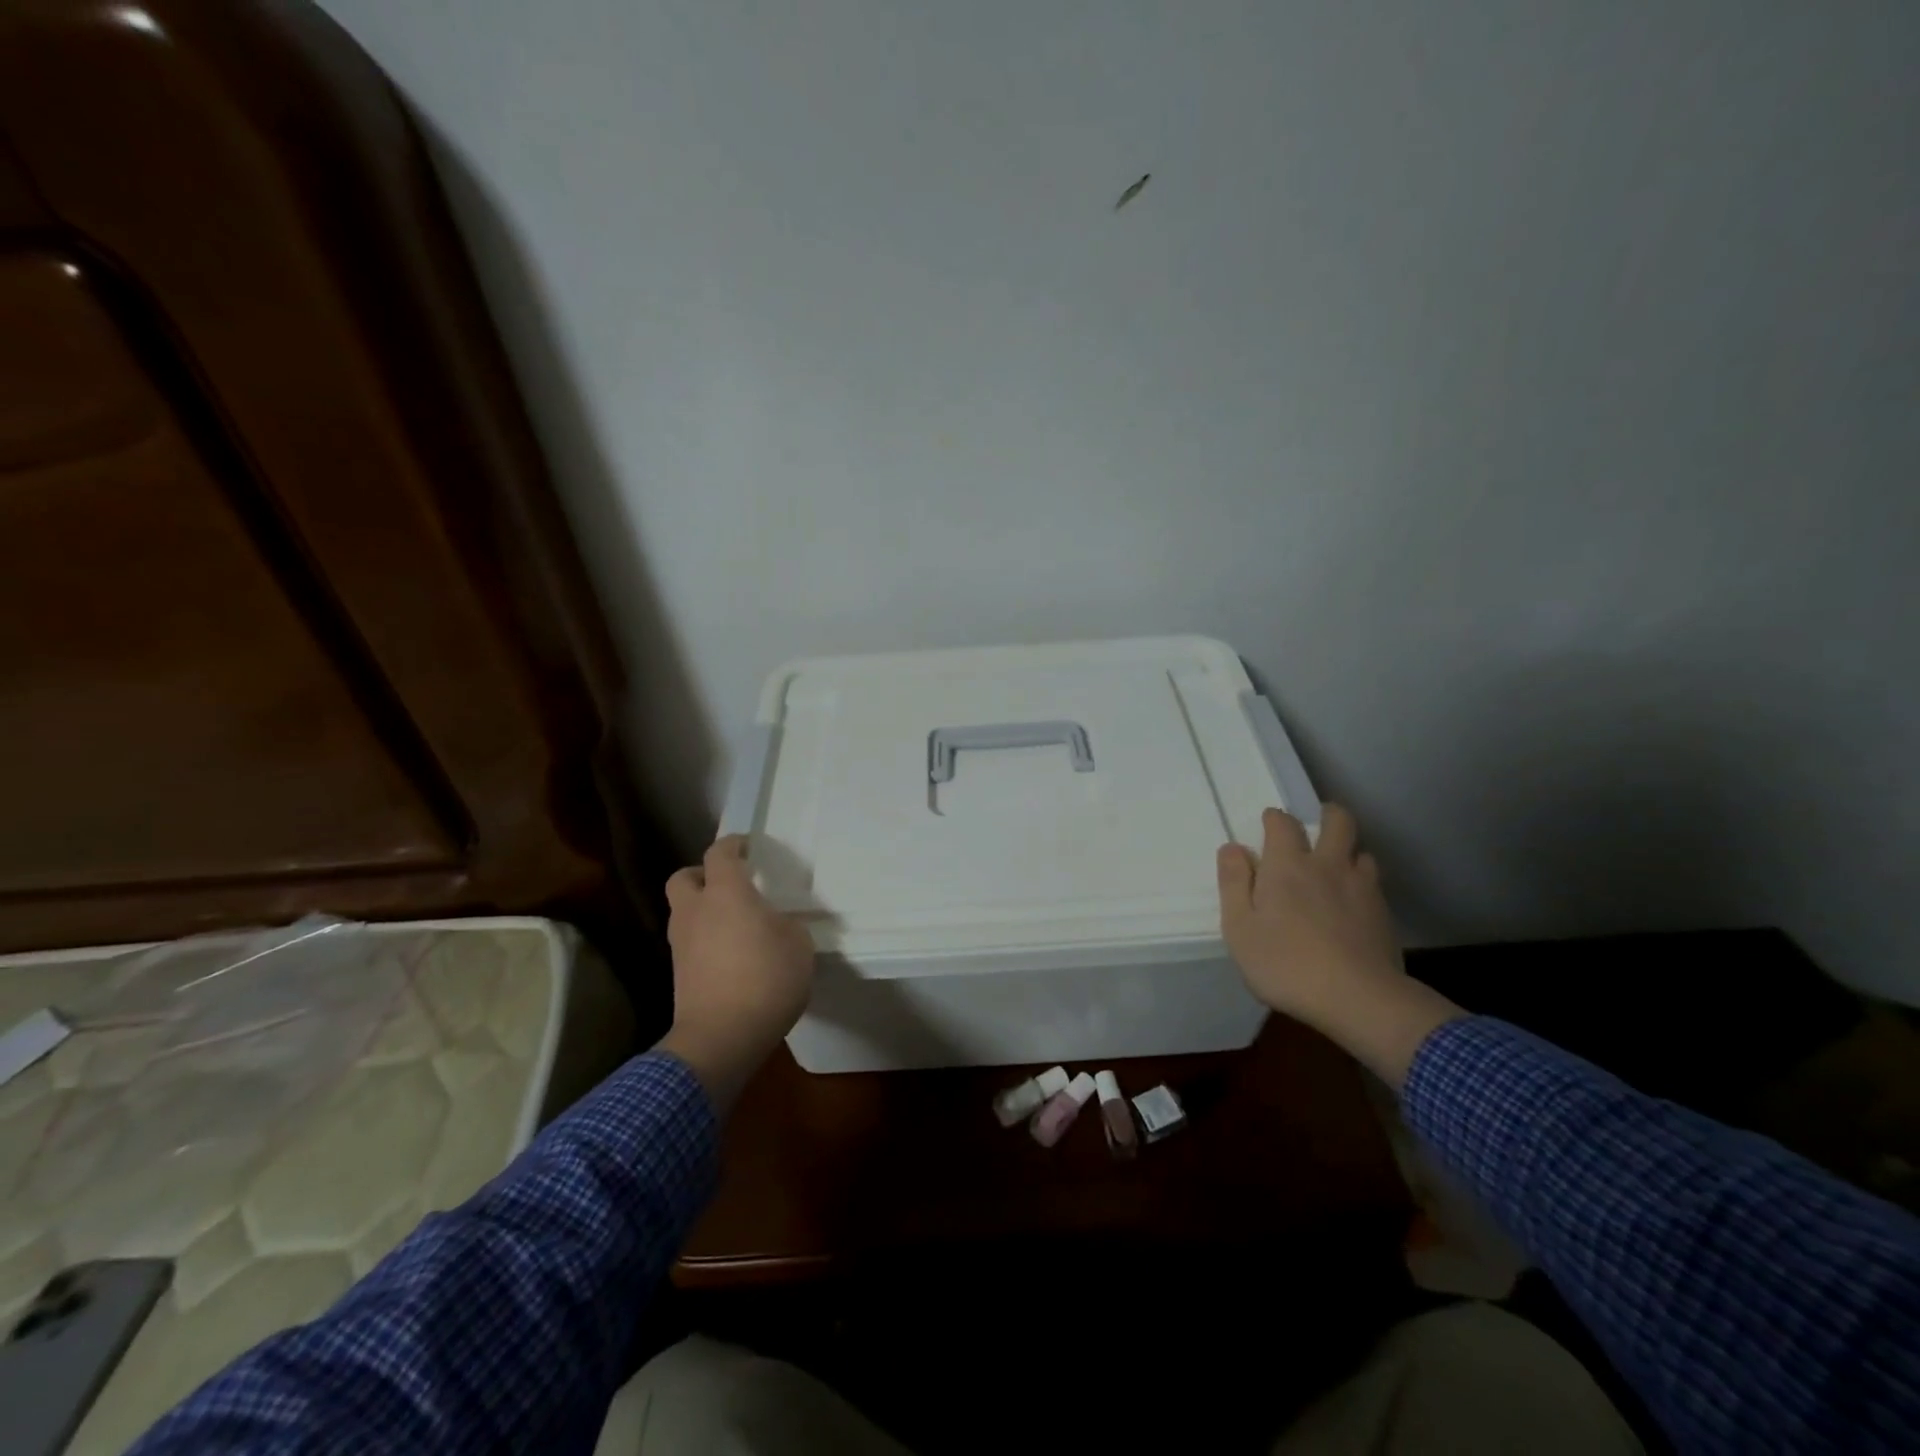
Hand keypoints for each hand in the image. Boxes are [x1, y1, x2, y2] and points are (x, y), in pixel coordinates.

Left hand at [657, 836, 814, 1109]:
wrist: (722, 1038)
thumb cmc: (766, 980)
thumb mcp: (798, 945)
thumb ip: (786, 925)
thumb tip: (774, 924)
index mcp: (726, 893)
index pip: (720, 853)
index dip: (733, 844)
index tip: (748, 846)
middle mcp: (696, 911)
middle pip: (684, 877)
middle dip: (702, 874)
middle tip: (728, 883)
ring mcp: (681, 944)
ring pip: (683, 911)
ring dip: (702, 909)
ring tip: (733, 922)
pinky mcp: (678, 974)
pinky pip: (689, 942)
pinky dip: (704, 939)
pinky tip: (729, 953)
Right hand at [1217, 805, 1461, 1086]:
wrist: (1359, 999)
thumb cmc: (1285, 964)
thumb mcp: (1240, 928)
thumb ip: (1234, 884)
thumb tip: (1232, 848)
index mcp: (1287, 865)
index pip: (1283, 823)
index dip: (1274, 819)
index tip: (1268, 825)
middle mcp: (1327, 865)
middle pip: (1338, 821)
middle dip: (1327, 815)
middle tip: (1317, 824)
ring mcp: (1361, 888)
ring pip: (1361, 851)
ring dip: (1348, 851)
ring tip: (1336, 867)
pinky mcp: (1384, 914)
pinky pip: (1373, 883)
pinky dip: (1362, 882)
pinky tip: (1353, 903)